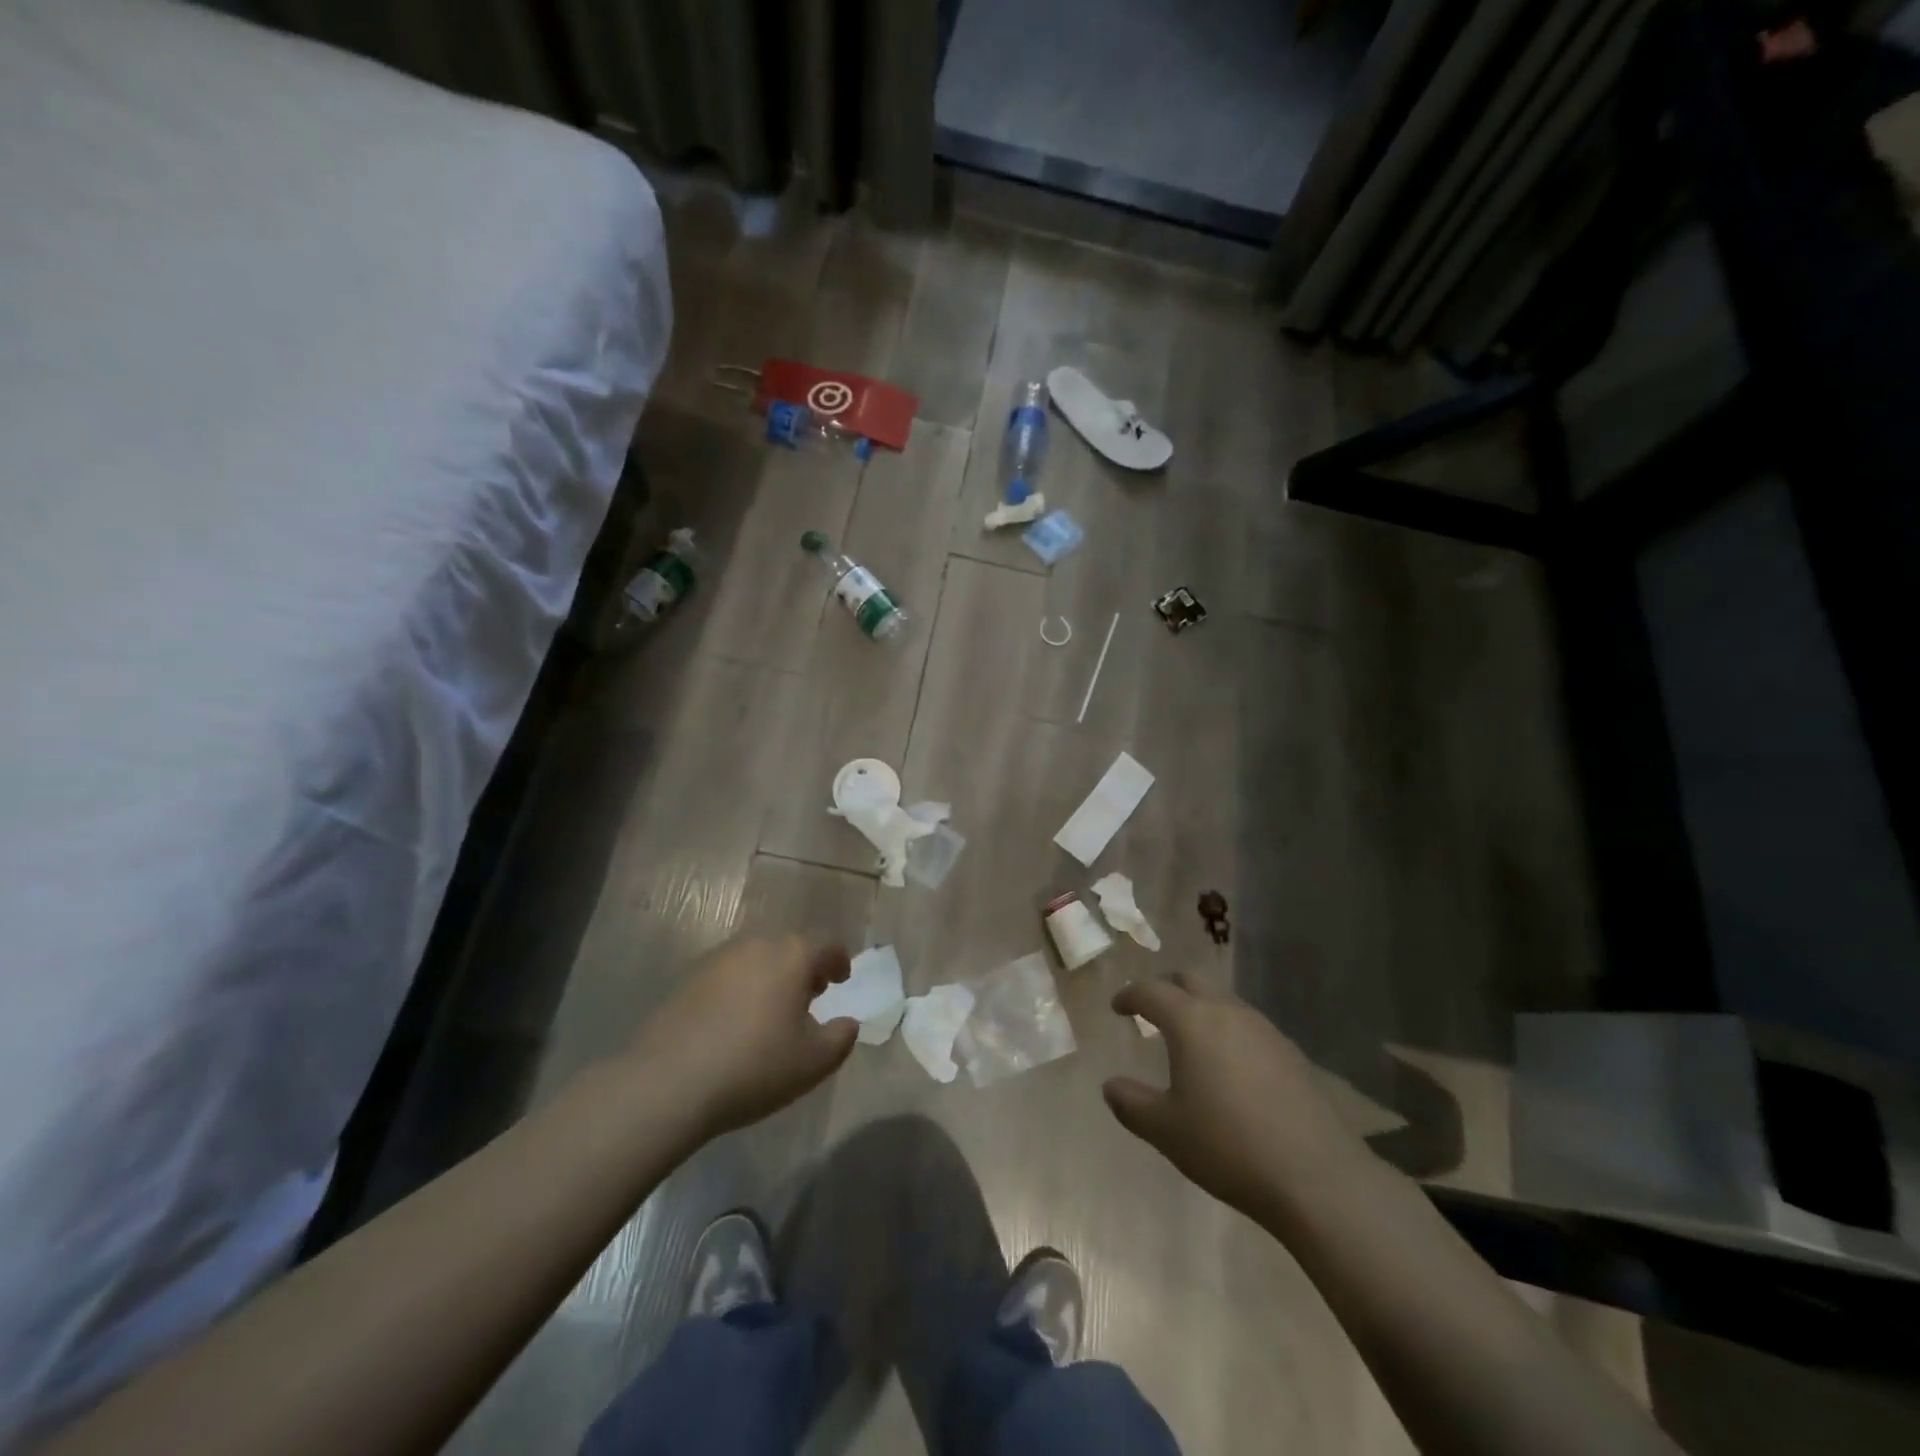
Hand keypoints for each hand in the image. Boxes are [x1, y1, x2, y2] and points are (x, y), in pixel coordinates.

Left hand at [626, 935, 859, 1138]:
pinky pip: (728, 975)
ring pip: (757, 958)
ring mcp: (718, 958)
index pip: (827, 945)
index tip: (841, 979)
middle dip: (804, 966)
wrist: (668, 1083)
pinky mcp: (688, 978)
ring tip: (773, 1009)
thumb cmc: (755, 1066)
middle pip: (790, 947)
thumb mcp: (814, 1062)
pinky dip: (741, 988)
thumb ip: (841, 1037)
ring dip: (771, 976)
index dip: (839, 961)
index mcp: (793, 955)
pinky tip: (736, 1021)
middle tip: (811, 994)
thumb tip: (847, 1022)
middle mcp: (757, 944)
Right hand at [1104, 975, 1359, 1221]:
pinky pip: (1247, 1024)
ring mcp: (1264, 1029)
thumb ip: (1131, 1103)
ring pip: (1222, 1000)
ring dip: (1199, 1007)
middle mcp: (1227, 1012)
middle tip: (1151, 1009)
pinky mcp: (1290, 1052)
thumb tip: (1111, 1086)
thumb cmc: (1228, 1146)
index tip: (1117, 1006)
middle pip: (1190, 979)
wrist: (1318, 1177)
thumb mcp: (1166, 1130)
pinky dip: (1227, 1029)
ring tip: (1188, 1037)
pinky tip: (1229, 1064)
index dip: (1129, 995)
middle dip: (1166, 987)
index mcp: (1190, 1021)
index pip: (1151, 991)